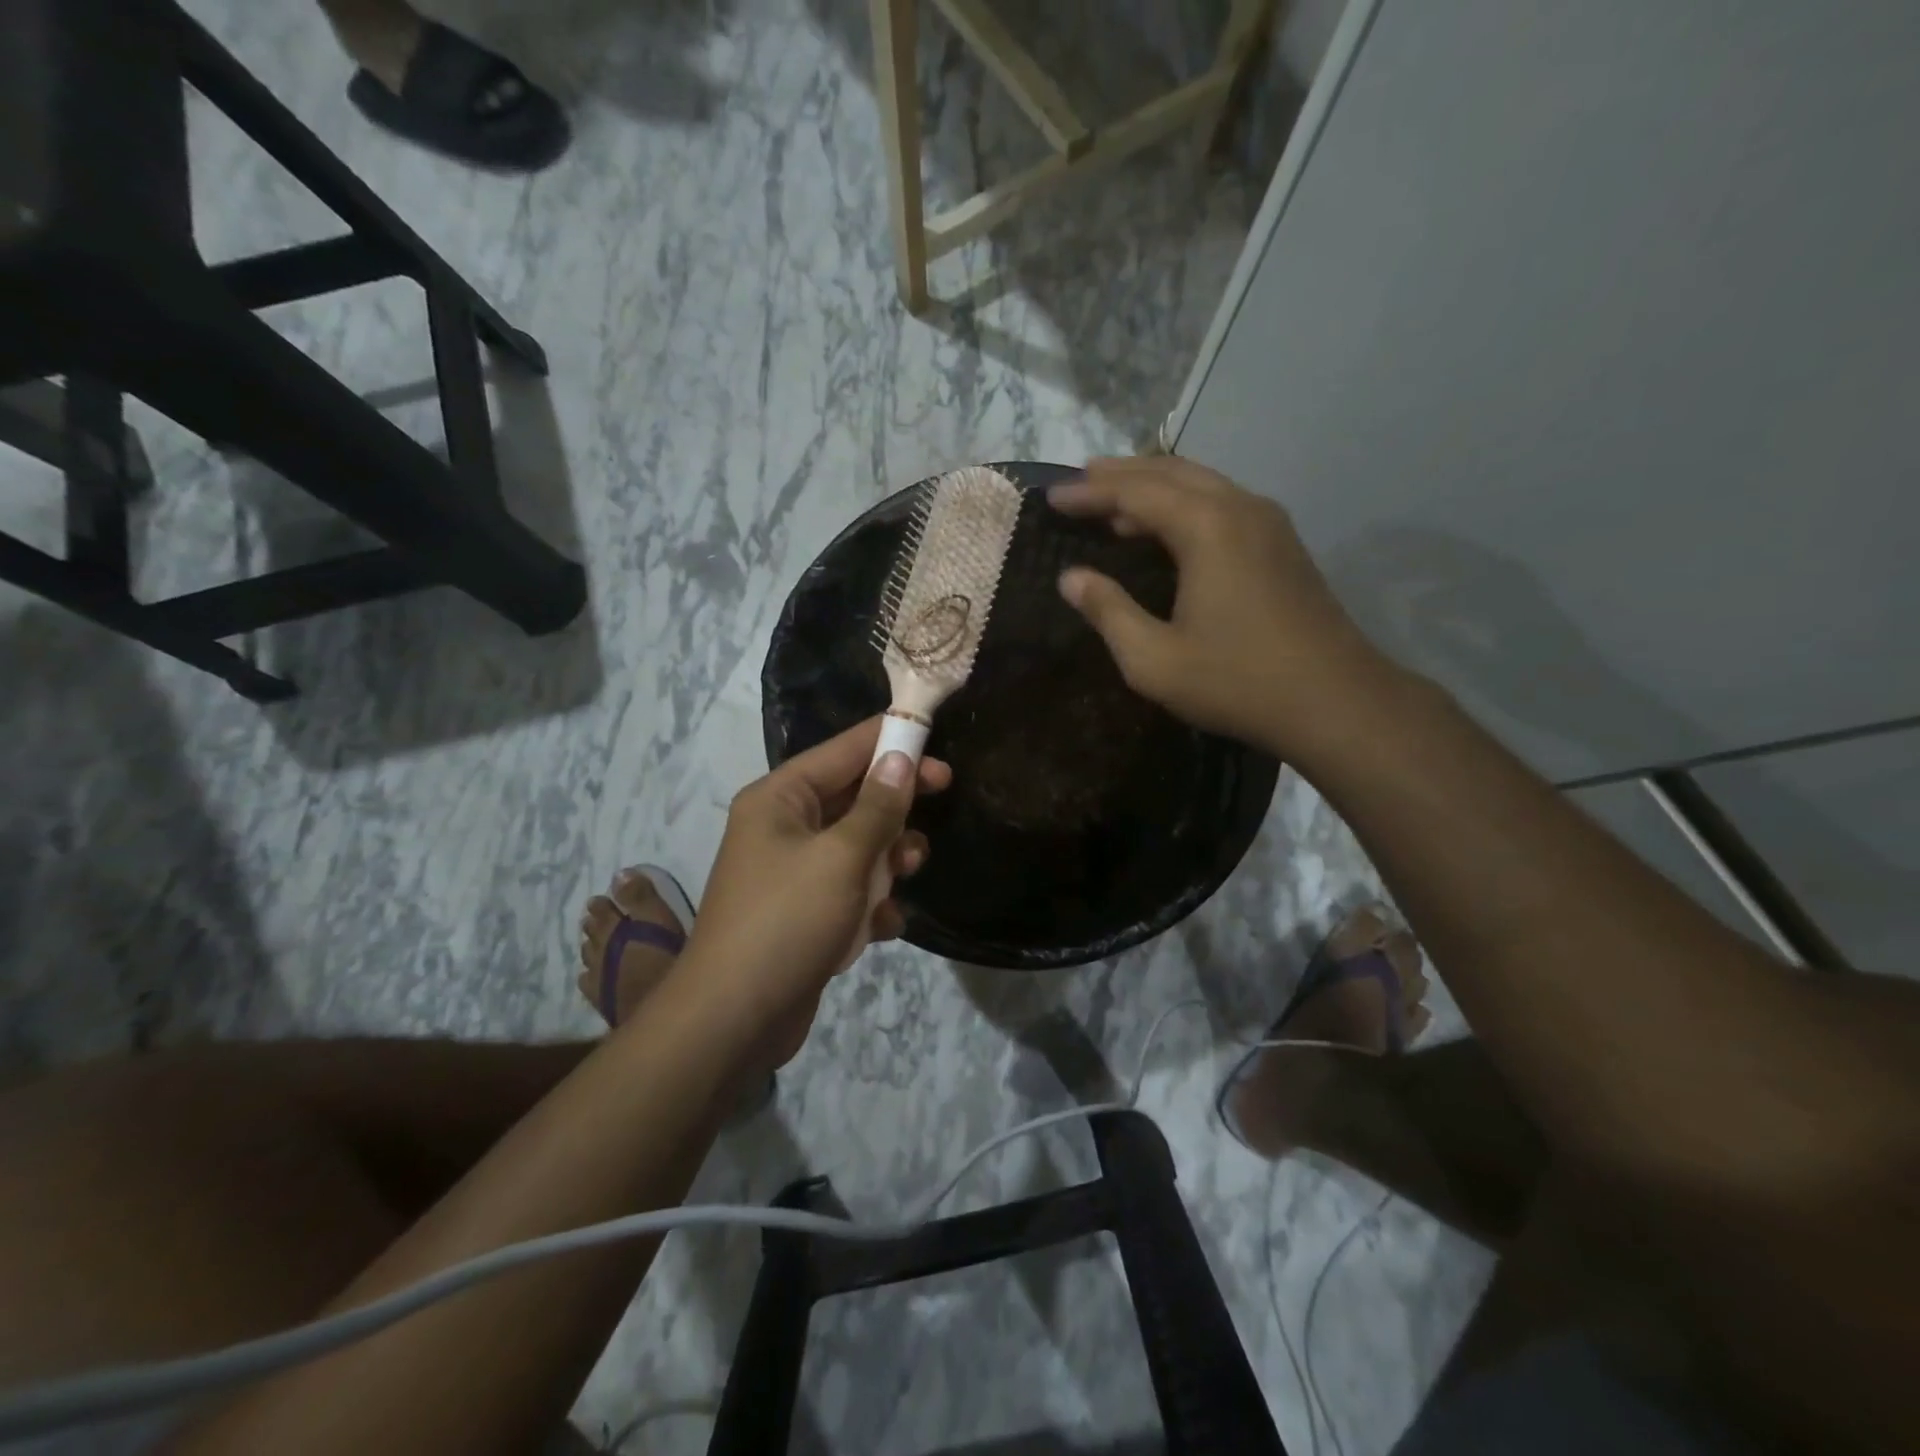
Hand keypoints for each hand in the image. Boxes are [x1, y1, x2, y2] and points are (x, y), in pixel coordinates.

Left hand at [676, 719, 950, 1066]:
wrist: (734, 1020)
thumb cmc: (787, 921)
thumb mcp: (842, 858)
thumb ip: (878, 807)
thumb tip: (899, 759)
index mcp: (780, 800)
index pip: (842, 751)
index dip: (889, 741)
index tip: (934, 737)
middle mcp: (784, 828)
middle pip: (853, 797)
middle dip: (894, 804)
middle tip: (943, 792)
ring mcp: (794, 873)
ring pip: (858, 846)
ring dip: (888, 856)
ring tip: (910, 869)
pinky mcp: (805, 914)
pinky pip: (850, 891)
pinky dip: (871, 903)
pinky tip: (884, 924)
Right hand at [1049, 457, 1389, 757]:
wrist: (1336, 701)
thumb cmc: (1237, 681)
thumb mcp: (1154, 659)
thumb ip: (1108, 612)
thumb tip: (1070, 578)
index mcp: (1207, 528)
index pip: (1135, 492)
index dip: (1090, 493)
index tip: (1052, 499)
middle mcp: (1240, 508)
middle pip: (1171, 472)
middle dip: (1121, 474)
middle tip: (1080, 481)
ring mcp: (1269, 523)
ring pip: (1202, 483)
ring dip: (1154, 485)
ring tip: (1114, 498)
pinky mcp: (1283, 544)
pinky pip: (1222, 503)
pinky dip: (1184, 503)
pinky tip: (1167, 527)